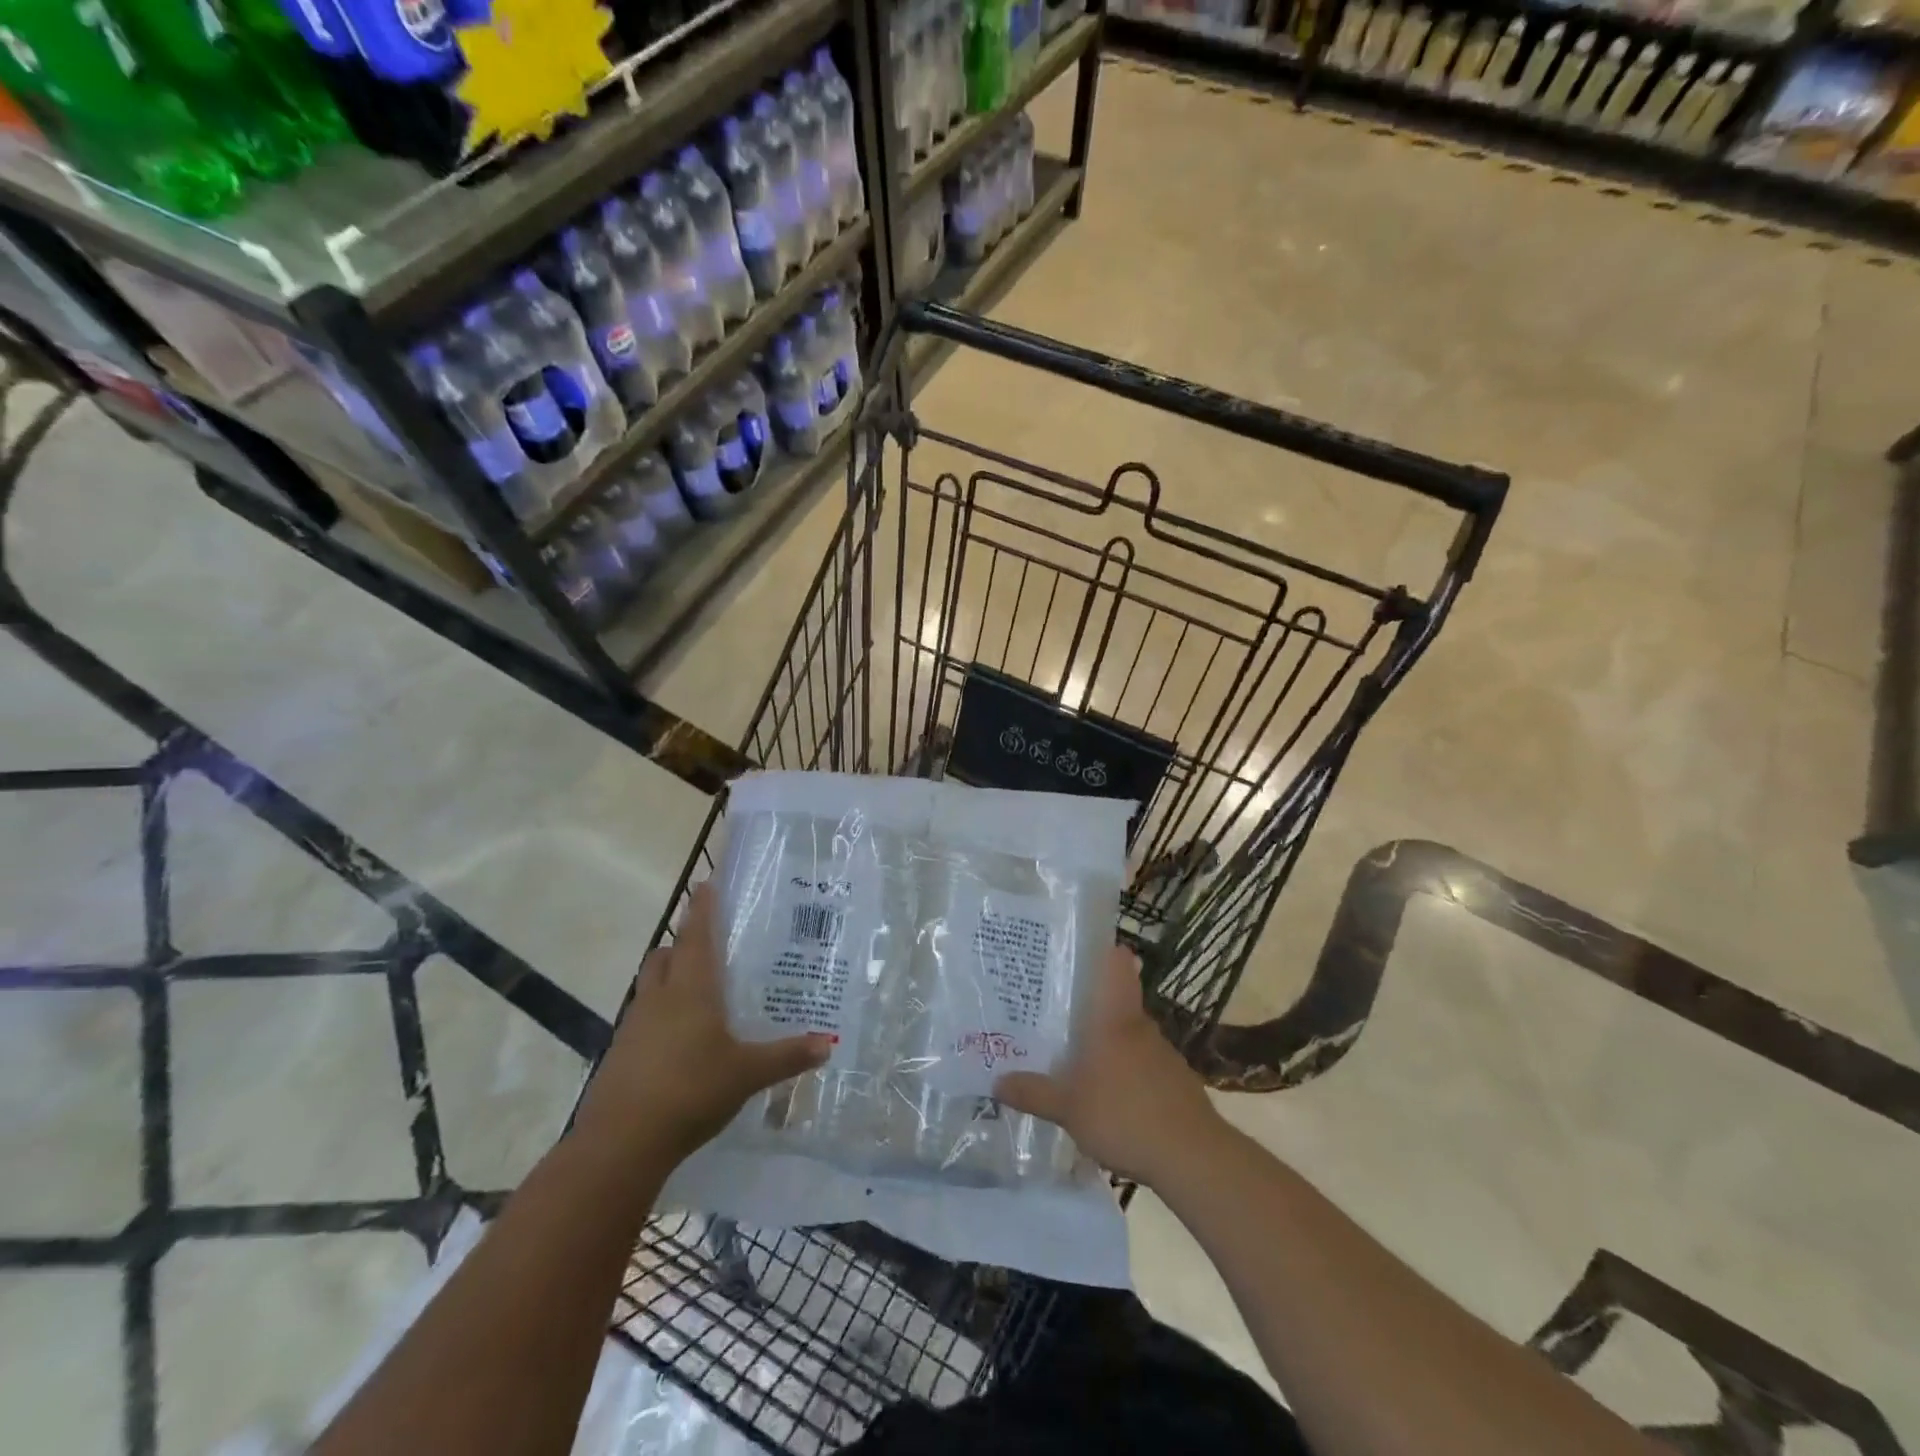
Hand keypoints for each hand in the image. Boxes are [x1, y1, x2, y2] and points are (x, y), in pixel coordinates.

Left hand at [575, 883, 830, 1163]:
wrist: (621, 1142)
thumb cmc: (690, 1090)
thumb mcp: (747, 1074)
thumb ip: (787, 1056)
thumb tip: (828, 1043)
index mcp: (691, 989)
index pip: (697, 936)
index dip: (702, 909)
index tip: (706, 885)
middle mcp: (660, 997)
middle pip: (665, 955)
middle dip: (682, 944)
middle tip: (708, 947)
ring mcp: (634, 1026)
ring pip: (650, 986)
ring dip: (668, 978)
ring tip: (697, 993)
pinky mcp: (621, 1053)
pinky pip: (642, 1018)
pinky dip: (659, 1015)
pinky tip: (679, 1041)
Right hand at [994, 944, 1223, 1186]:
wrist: (1193, 1158)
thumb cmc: (1124, 1115)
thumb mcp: (1067, 1108)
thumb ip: (1033, 1092)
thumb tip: (996, 1081)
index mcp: (1114, 1019)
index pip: (1117, 965)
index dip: (1104, 951)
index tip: (1081, 951)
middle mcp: (1141, 1027)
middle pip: (1118, 1003)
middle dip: (1092, 1009)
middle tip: (1060, 1017)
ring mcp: (1164, 1055)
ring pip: (1131, 1038)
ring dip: (1111, 1046)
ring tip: (1081, 1063)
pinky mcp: (1178, 1083)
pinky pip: (1146, 1068)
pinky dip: (1130, 1076)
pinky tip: (1114, 1100)